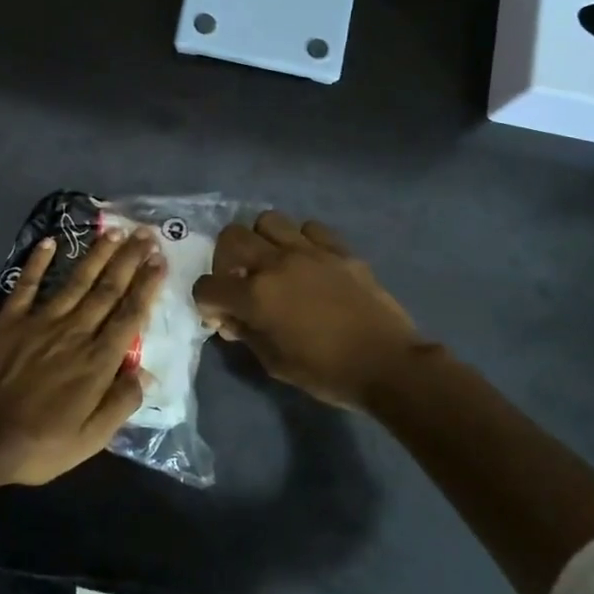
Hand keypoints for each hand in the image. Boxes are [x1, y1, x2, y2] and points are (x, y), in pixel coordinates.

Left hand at [0, 226, 164, 488]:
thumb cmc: (38, 444)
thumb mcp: (90, 439)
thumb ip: (121, 404)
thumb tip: (148, 375)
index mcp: (97, 361)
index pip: (130, 315)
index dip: (147, 286)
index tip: (160, 261)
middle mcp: (74, 332)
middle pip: (108, 290)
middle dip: (129, 260)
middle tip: (146, 234)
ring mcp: (40, 322)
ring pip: (76, 281)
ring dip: (97, 255)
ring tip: (114, 232)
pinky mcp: (9, 321)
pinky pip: (27, 285)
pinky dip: (37, 262)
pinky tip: (50, 242)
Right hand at [192, 211, 426, 409]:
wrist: (386, 364)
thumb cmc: (326, 372)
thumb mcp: (274, 362)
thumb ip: (246, 334)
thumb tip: (232, 319)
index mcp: (255, 295)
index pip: (208, 285)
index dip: (206, 302)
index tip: (221, 316)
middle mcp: (276, 263)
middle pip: (231, 237)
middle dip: (225, 260)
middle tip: (239, 281)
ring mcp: (310, 250)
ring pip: (268, 221)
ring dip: (261, 241)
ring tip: (272, 264)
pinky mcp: (339, 249)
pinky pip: (309, 228)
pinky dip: (301, 240)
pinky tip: (308, 262)